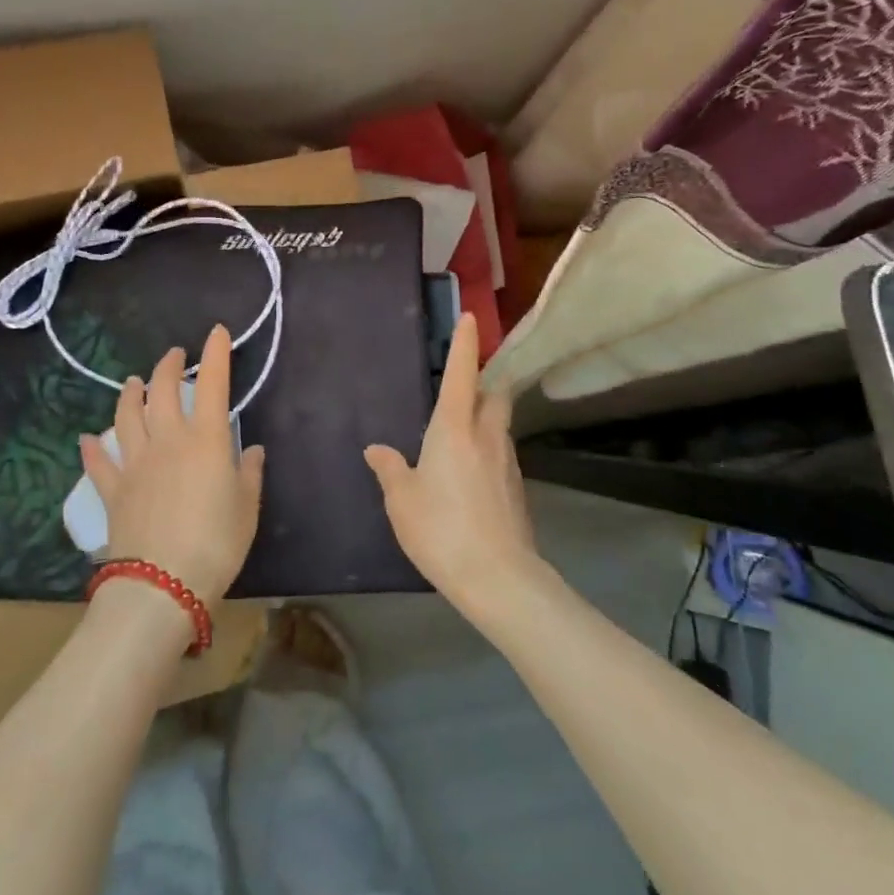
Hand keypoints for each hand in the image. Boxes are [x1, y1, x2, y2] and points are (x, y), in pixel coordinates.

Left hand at [79, 325, 264, 605]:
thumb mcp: (247, 508)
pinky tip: (88, 438)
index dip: (215, 354)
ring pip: (126, 416)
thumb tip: (250, 448)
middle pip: (162, 391)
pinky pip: (99, 463)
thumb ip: (249, 473)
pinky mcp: (113, 490)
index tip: (216, 332)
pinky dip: (93, 448)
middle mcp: (168, 440)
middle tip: (175, 356)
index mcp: (205, 439)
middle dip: (169, 366)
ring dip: (130, 395)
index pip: (212, 384)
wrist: (162, 584)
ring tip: (134, 382)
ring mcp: (135, 463)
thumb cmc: (216, 543)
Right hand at [364, 313, 542, 611]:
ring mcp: (507, 460)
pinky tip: (469, 474)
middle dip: (485, 381)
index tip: (472, 318)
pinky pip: (501, 453)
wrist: (498, 577)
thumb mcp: (401, 499)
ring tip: (460, 433)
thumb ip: (389, 468)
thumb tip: (376, 449)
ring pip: (499, 423)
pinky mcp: (517, 487)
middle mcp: (486, 434)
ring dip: (485, 417)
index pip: (462, 373)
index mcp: (454, 427)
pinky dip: (487, 449)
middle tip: (465, 385)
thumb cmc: (441, 528)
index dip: (466, 343)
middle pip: (494, 393)